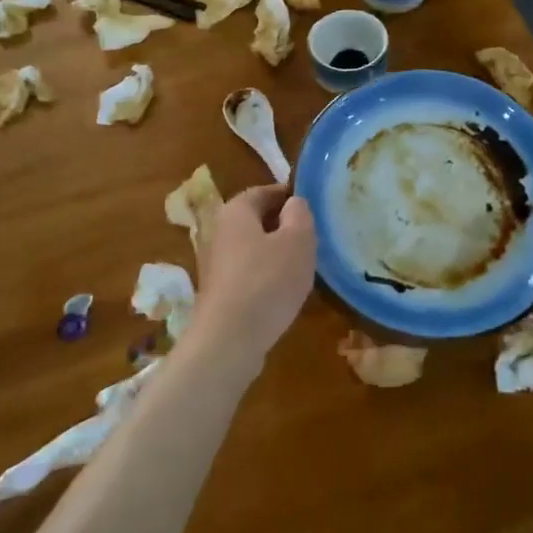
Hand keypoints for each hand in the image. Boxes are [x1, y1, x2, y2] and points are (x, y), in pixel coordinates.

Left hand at [185, 185, 316, 366]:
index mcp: (236, 211)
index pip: (265, 191)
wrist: (228, 340)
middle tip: (314, 237)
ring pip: (254, 248)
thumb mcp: (297, 240)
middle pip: (258, 220)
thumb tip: (294, 204)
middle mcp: (220, 232)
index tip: (315, 207)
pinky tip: (286, 292)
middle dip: (285, 226)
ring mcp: (217, 264)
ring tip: (305, 265)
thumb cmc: (267, 281)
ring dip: (278, 254)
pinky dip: (268, 277)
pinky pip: (250, 274)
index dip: (290, 196)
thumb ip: (300, 214)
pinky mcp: (221, 293)